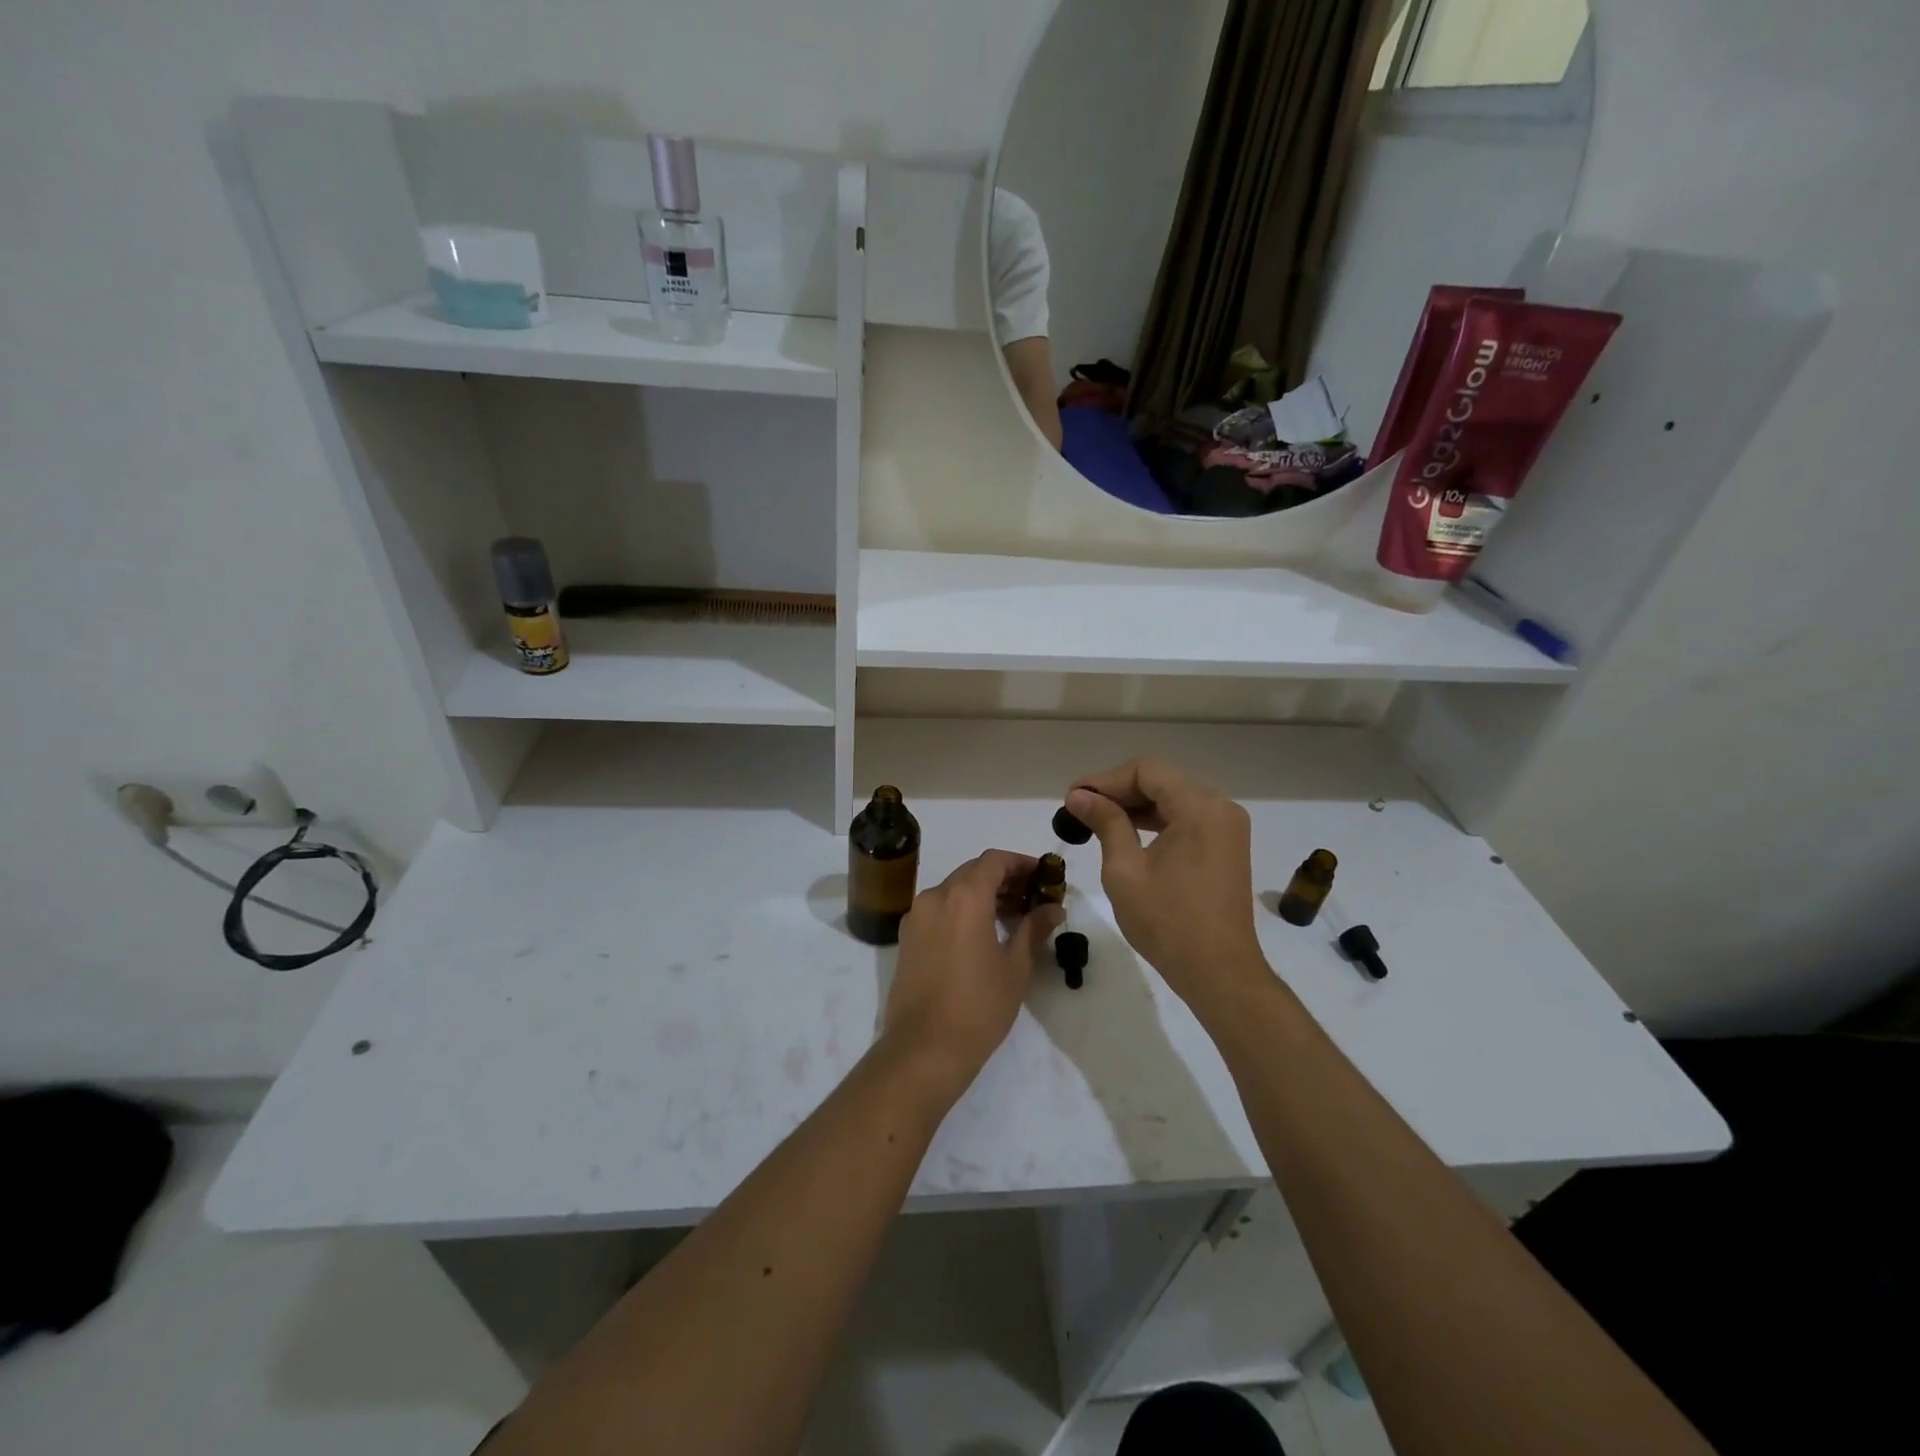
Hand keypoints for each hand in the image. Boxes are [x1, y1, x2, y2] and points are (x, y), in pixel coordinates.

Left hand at [883, 850, 1063, 1096]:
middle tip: (1032, 899)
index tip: (1043, 877)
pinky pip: (939, 910)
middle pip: (973, 872)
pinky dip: (961, 911)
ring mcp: (916, 917)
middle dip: (1004, 880)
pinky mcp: (907, 939)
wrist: (924, 1049)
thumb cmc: (979, 1005)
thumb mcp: (1016, 967)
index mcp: (964, 896)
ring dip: (982, 895)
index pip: (994, 860)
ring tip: (1012, 919)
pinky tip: (982, 935)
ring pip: (954, 890)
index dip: (1021, 863)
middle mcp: (935, 896)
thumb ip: (1034, 928)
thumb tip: (1054, 908)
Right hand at [1066, 759, 1268, 1012]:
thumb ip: (1105, 822)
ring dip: (1136, 805)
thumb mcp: (1125, 869)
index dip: (1106, 780)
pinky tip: (1128, 833)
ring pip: (1174, 798)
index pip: (1147, 770)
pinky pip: (1187, 818)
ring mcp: (1227, 827)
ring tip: (1096, 820)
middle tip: (1080, 808)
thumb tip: (1079, 796)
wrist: (1219, 973)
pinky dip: (1157, 821)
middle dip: (1119, 790)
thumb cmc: (1167, 922)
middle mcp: (1220, 807)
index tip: (1074, 798)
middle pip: (1162, 780)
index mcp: (1199, 808)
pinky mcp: (1227, 846)